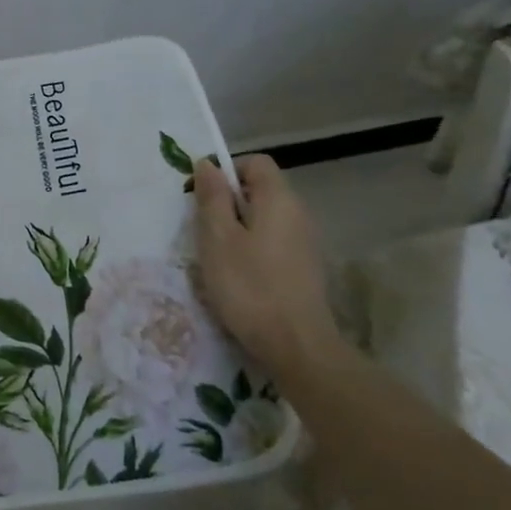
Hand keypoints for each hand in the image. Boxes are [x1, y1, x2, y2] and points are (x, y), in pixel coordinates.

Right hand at [192, 154, 348, 399]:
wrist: (297, 347)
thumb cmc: (250, 287)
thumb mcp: (218, 239)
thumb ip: (213, 198)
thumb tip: (208, 164)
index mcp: (279, 199)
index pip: (256, 162)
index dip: (227, 171)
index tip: (204, 198)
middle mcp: (299, 213)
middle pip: (261, 190)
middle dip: (229, 204)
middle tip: (204, 231)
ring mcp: (306, 243)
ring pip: (266, 220)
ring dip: (239, 230)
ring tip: (218, 258)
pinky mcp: (306, 269)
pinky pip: (274, 243)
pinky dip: (254, 250)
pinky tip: (239, 279)